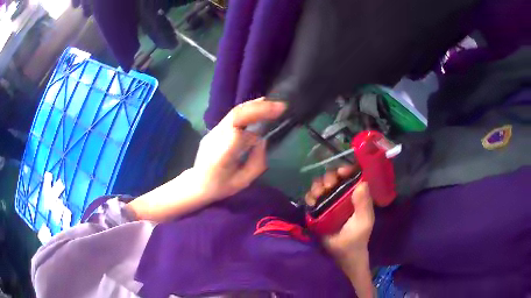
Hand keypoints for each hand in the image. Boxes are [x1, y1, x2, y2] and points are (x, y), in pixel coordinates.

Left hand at [193, 98, 285, 201]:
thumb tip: (262, 141)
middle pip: (236, 116)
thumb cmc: (220, 186)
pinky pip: (232, 116)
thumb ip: (257, 163)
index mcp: (221, 157)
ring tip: (273, 104)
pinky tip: (259, 106)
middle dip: (259, 108)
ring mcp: (213, 132)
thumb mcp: (243, 182)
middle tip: (280, 106)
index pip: (235, 134)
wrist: (196, 183)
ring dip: (254, 106)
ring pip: (234, 113)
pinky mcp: (214, 130)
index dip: (254, 121)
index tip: (276, 116)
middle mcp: (215, 139)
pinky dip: (248, 110)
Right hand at [305, 166, 375, 297]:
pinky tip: (311, 202)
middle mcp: (341, 196)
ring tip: (318, 195)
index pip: (350, 176)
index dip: (345, 170)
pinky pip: (311, 198)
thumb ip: (364, 204)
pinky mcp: (317, 211)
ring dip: (317, 186)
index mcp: (355, 196)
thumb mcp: (364, 221)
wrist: (341, 256)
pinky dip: (309, 196)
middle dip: (329, 178)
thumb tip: (362, 182)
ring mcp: (328, 203)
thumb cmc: (356, 238)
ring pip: (320, 186)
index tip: (340, 172)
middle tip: (327, 186)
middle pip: (333, 178)